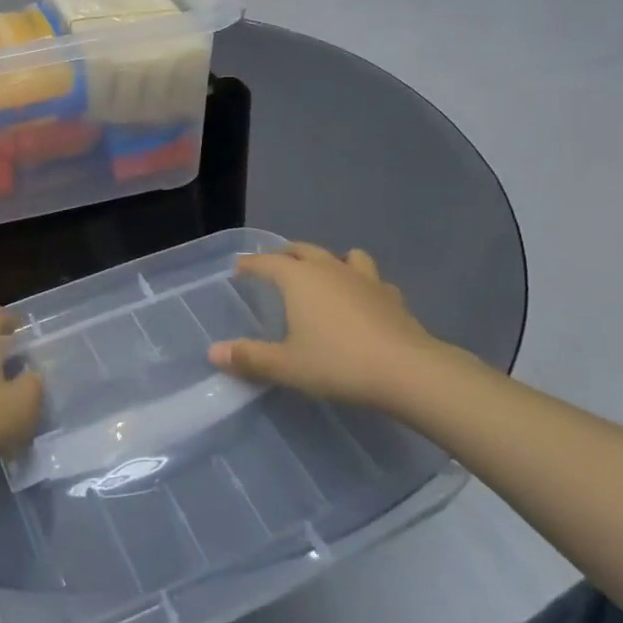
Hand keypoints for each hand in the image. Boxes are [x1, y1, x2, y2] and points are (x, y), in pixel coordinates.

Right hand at [207, 243, 439, 410]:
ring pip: (341, 256)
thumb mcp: (287, 366)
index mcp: (298, 279)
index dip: (250, 264)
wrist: (409, 372)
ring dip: (328, 261)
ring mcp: (363, 278)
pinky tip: (362, 300)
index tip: (238, 268)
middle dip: (284, 255)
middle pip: (301, 250)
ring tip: (323, 276)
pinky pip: (371, 279)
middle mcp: (328, 269)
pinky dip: (361, 283)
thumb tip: (213, 353)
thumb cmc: (339, 364)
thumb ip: (250, 358)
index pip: (266, 262)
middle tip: (274, 267)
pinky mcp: (391, 295)